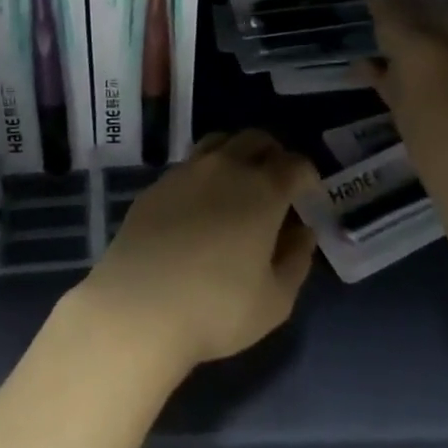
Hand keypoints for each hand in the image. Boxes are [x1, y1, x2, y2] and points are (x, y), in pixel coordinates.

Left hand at [71, 131, 319, 373]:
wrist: (138, 306)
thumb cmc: (216, 308)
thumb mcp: (275, 300)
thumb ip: (296, 260)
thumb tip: (303, 232)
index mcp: (262, 189)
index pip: (295, 164)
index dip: (308, 176)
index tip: (309, 197)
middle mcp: (225, 166)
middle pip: (256, 138)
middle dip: (274, 154)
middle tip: (278, 183)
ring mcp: (187, 170)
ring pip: (219, 141)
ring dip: (237, 153)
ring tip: (239, 183)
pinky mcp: (157, 183)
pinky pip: (190, 164)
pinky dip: (205, 172)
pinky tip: (201, 204)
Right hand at [357, 0, 447, 117]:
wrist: (431, 97)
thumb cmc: (426, 37)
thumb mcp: (399, 6)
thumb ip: (390, 2)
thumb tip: (383, 0)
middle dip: (439, 40)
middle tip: (408, 30)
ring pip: (432, 68)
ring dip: (406, 62)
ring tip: (373, 51)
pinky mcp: (431, 109)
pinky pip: (406, 88)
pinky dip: (384, 79)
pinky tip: (361, 70)